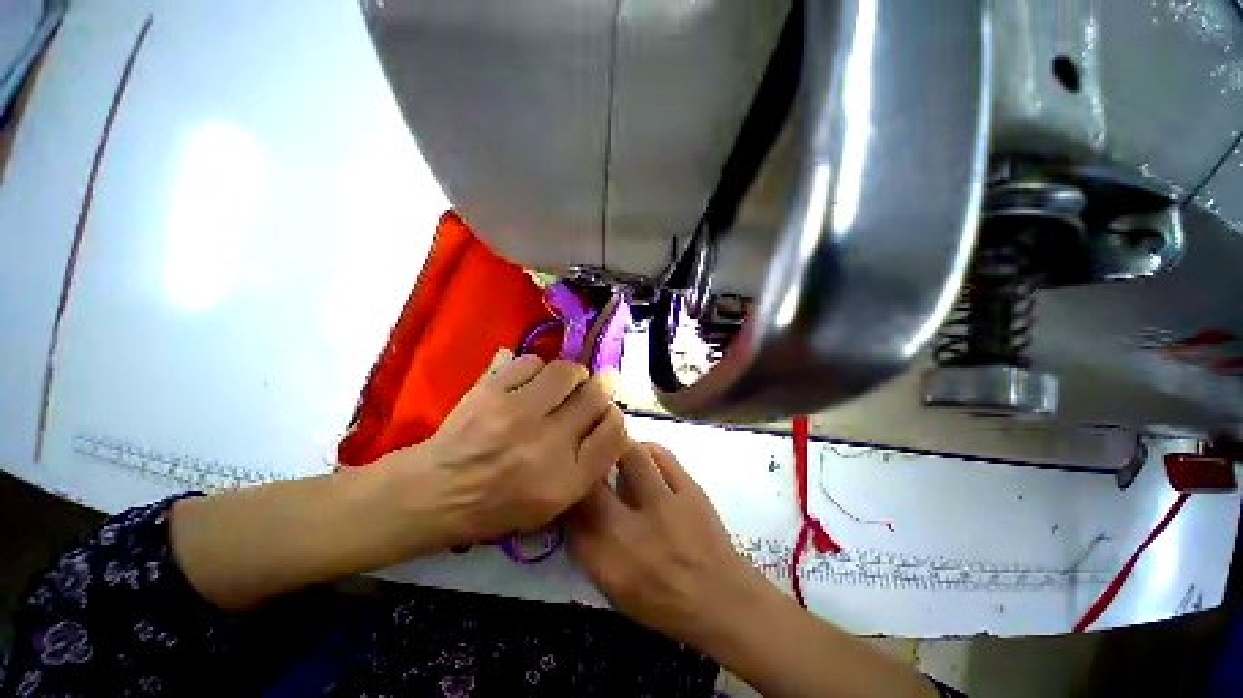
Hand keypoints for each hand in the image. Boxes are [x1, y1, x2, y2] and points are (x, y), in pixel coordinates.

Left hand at [388, 356, 628, 545]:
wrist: (437, 491)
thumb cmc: (499, 505)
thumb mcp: (554, 505)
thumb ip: (589, 464)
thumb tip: (607, 418)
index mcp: (566, 481)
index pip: (614, 433)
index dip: (615, 418)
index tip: (605, 415)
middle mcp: (547, 444)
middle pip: (595, 397)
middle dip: (599, 390)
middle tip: (590, 391)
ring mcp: (516, 414)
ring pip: (568, 372)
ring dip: (572, 375)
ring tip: (562, 385)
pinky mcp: (491, 391)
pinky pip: (532, 363)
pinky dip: (539, 369)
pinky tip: (532, 383)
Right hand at [566, 442, 766, 645]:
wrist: (723, 600)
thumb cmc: (664, 604)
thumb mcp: (615, 591)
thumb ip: (590, 551)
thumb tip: (576, 511)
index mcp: (608, 565)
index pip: (571, 519)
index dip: (568, 497)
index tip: (570, 489)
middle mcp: (631, 532)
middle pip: (593, 485)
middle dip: (585, 469)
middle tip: (588, 462)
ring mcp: (664, 506)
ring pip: (630, 455)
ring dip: (618, 447)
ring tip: (615, 447)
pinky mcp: (690, 490)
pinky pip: (662, 455)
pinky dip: (648, 450)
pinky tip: (645, 455)